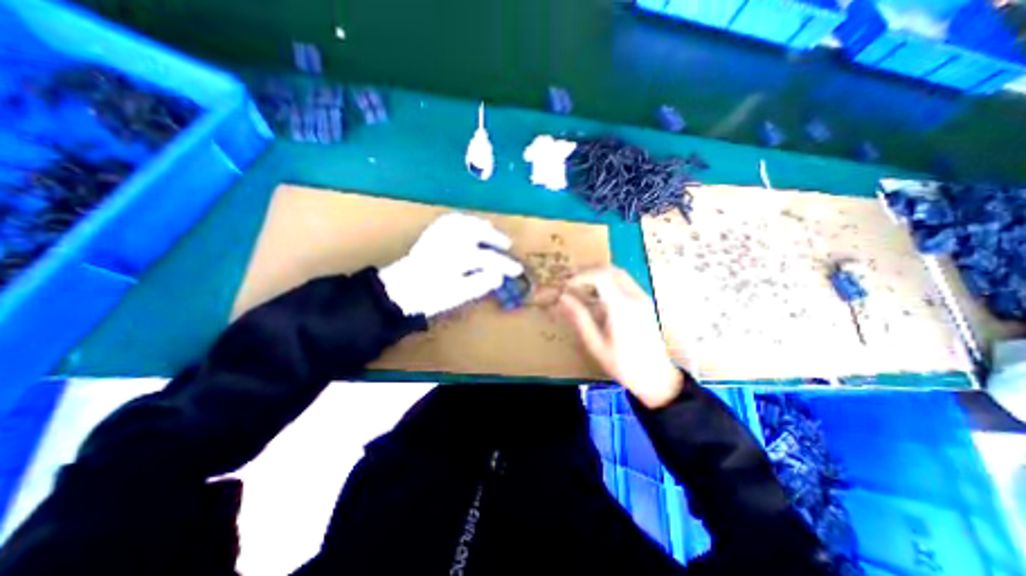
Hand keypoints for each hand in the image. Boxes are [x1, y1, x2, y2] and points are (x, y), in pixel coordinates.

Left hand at [376, 213, 521, 315]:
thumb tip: (499, 276)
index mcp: (457, 257)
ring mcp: (439, 235)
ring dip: (481, 226)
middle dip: (496, 238)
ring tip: (490, 232)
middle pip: (478, 232)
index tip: (517, 270)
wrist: (399, 290)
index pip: (488, 258)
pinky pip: (449, 221)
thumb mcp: (457, 295)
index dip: (505, 264)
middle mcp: (449, 241)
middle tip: (506, 245)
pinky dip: (463, 220)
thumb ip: (479, 283)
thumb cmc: (429, 295)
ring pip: (465, 222)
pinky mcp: (431, 234)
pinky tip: (468, 224)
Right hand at [559, 267, 684, 406]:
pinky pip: (624, 282)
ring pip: (619, 274)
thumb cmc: (623, 365)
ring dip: (598, 274)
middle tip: (570, 281)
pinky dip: (608, 281)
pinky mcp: (645, 302)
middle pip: (610, 270)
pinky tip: (597, 294)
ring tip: (580, 286)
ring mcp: (642, 298)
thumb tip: (563, 298)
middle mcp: (635, 297)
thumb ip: (579, 318)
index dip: (580, 276)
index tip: (565, 285)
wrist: (657, 377)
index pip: (600, 277)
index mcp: (622, 308)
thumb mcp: (596, 344)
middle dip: (588, 271)